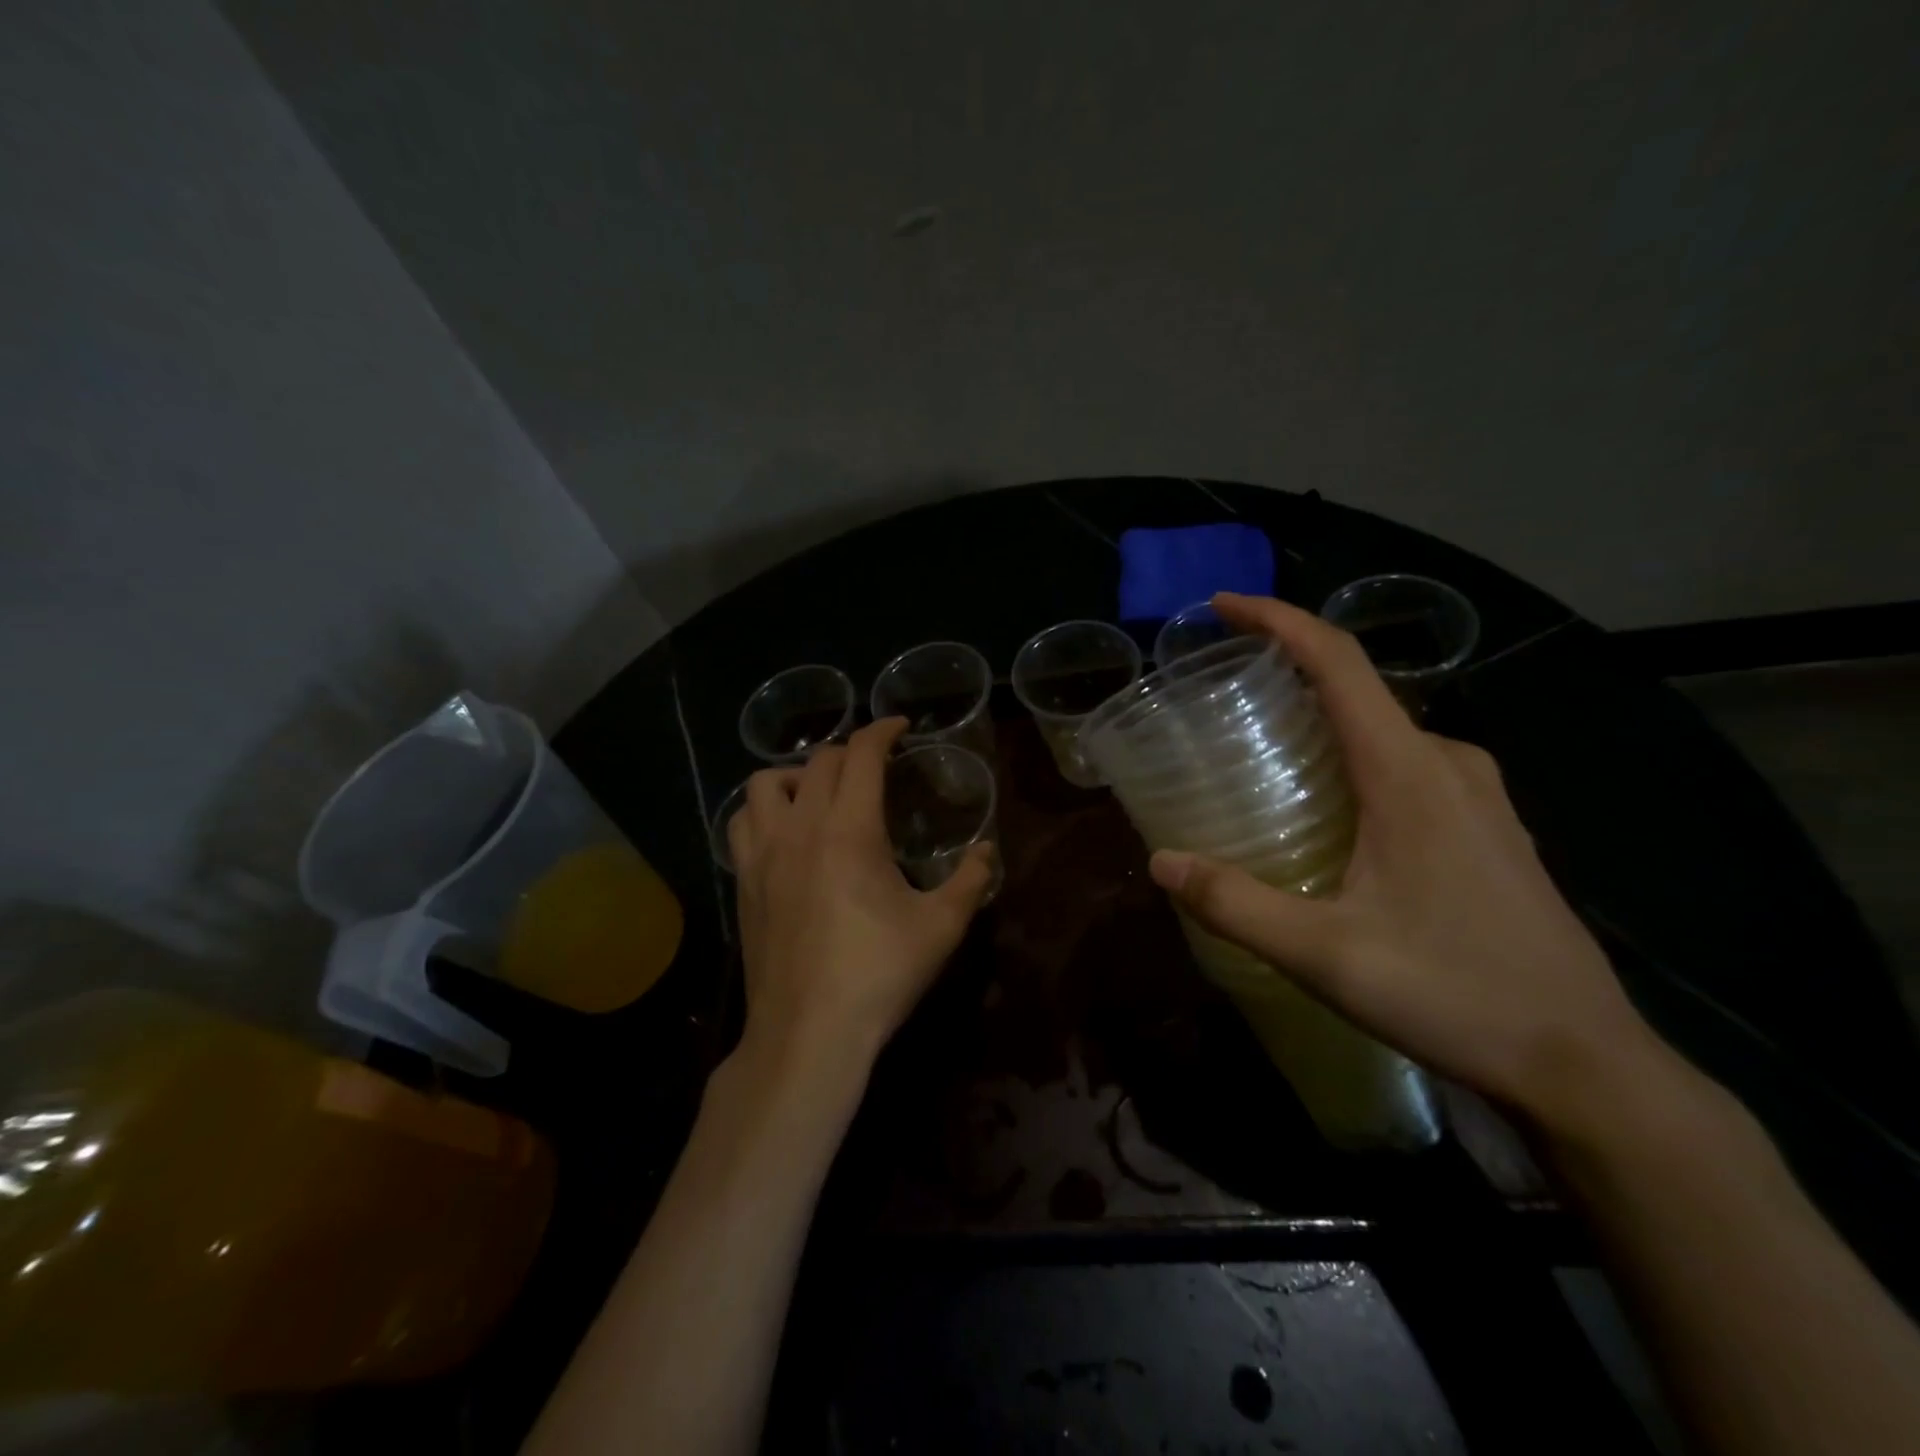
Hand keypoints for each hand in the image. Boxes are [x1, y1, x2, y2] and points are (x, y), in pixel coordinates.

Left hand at [728, 718, 994, 1070]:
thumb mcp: (941, 927)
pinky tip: (784, 832)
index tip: (900, 727)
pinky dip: (762, 809)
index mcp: (850, 829)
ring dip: (797, 774)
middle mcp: (801, 827)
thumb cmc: (879, 974)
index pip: (862, 755)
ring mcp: (764, 854)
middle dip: (850, 752)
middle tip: (874, 768)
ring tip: (819, 793)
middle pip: (818, 762)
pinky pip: (741, 822)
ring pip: (765, 783)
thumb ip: (970, 880)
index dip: (883, 730)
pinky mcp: (743, 881)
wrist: (809, 1032)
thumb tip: (987, 851)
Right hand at [1149, 592, 1665, 1122]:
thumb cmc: (1455, 994)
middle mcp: (1448, 764)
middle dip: (1287, 671)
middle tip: (1222, 692)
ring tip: (1261, 744)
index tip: (1223, 606)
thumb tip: (1161, 862)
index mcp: (1409, 771)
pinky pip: (1408, 762)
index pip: (1338, 662)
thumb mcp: (1324, 953)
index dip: (1278, 621)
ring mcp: (1478, 796)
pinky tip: (1328, 803)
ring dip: (1322, 717)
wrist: (1587, 1065)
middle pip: (1358, 688)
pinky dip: (1354, 755)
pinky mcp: (1487, 828)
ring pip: (1384, 728)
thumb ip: (1235, 904)